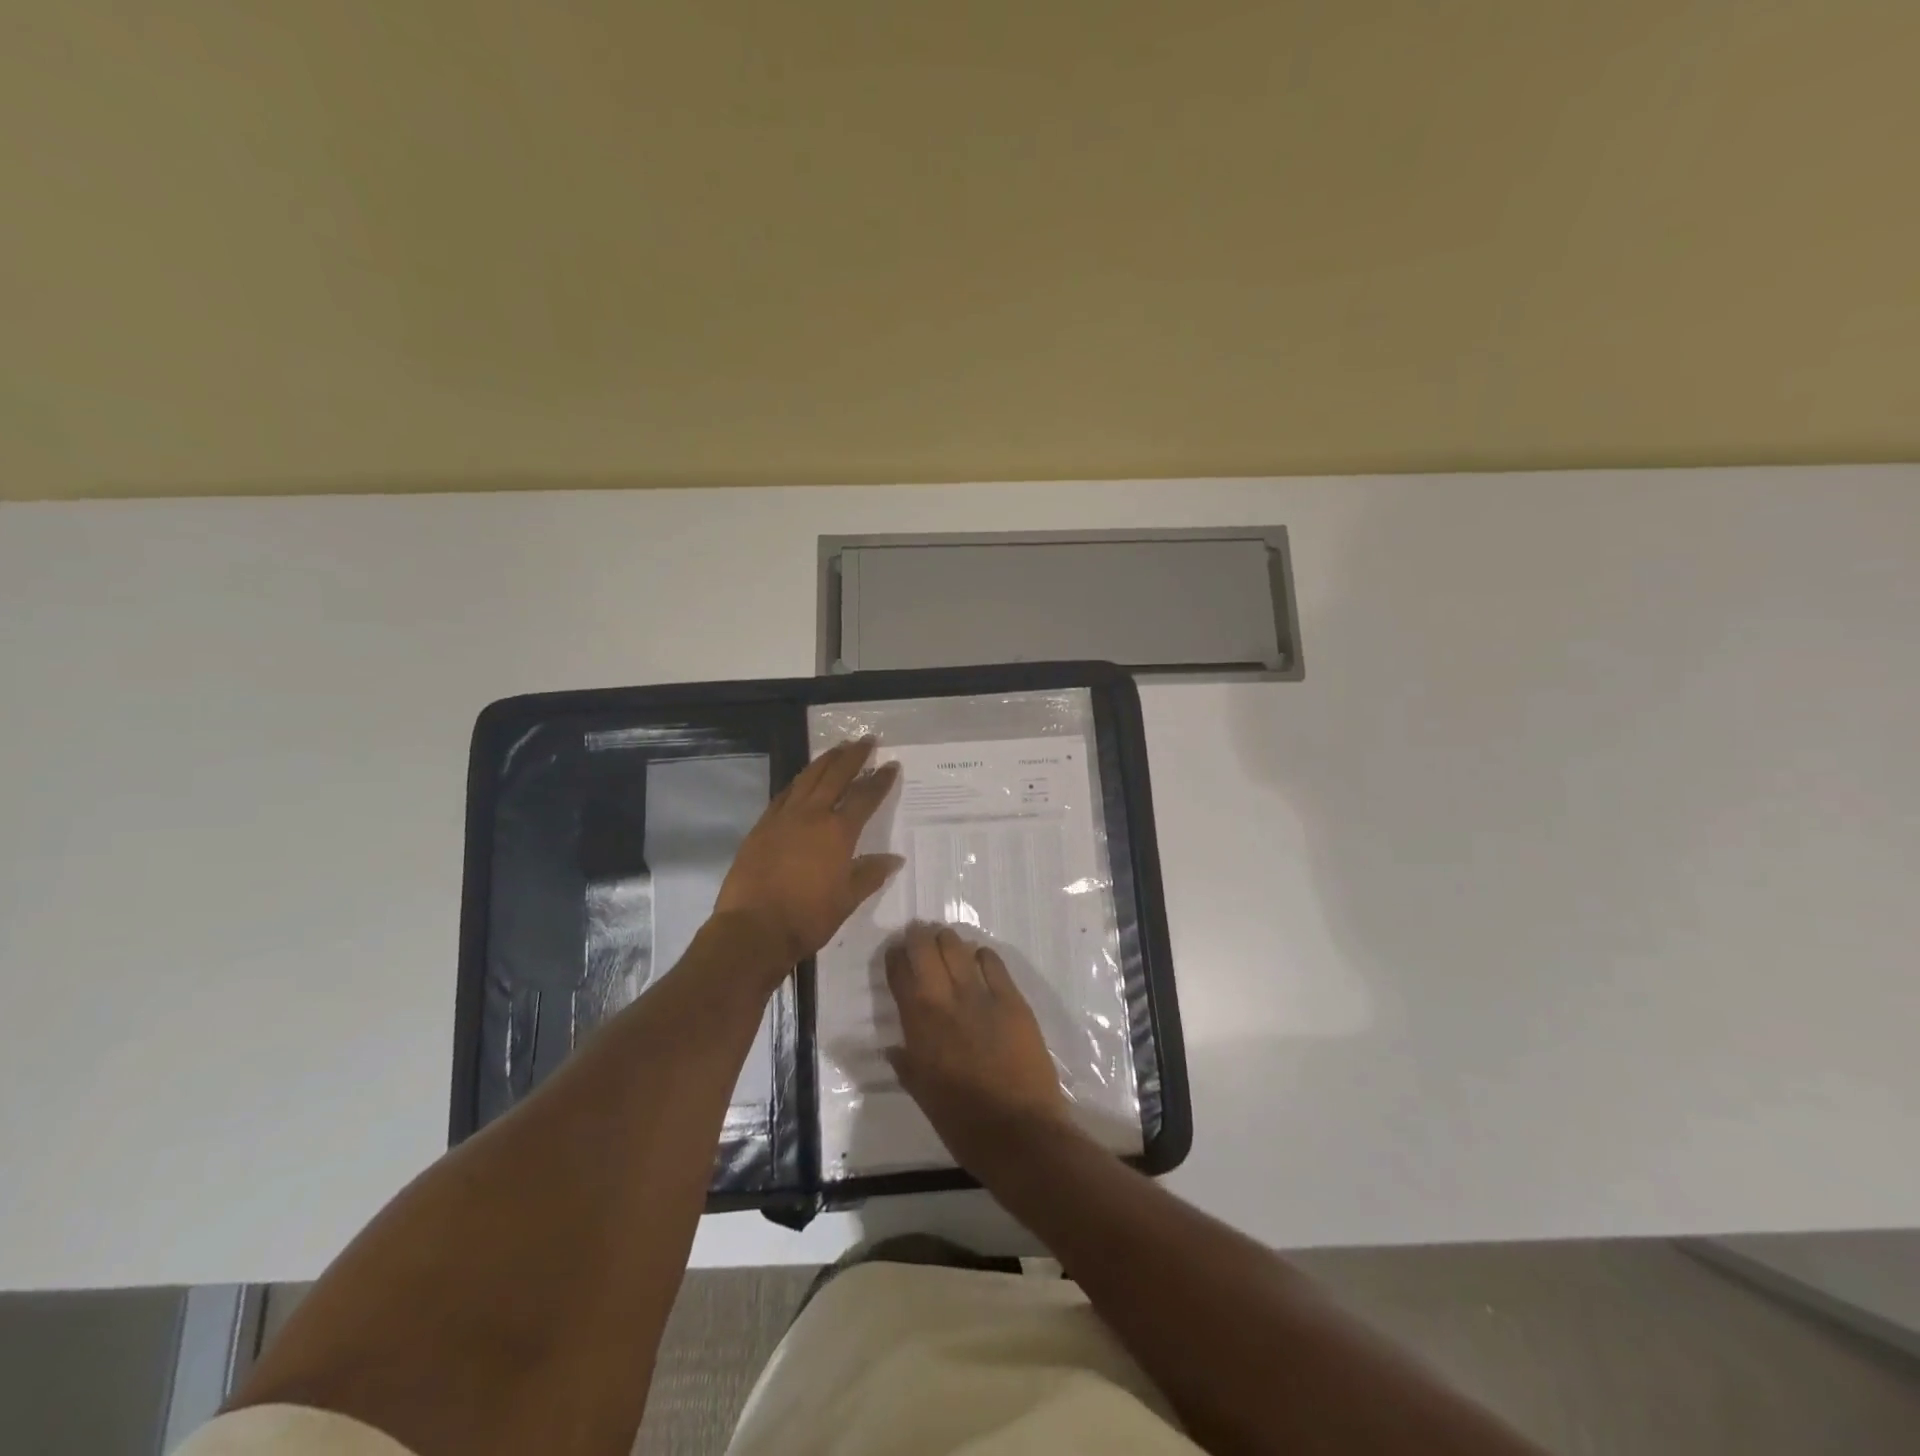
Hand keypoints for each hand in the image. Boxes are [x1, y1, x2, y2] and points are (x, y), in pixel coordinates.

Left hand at [713, 738, 901, 969]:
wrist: (753, 929)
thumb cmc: (807, 917)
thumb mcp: (847, 900)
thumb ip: (870, 874)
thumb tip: (894, 859)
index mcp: (838, 832)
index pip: (865, 797)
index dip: (880, 780)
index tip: (891, 765)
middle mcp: (812, 815)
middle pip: (835, 775)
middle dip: (853, 756)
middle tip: (866, 740)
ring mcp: (783, 817)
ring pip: (808, 778)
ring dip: (825, 760)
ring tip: (838, 748)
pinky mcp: (762, 826)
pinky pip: (785, 793)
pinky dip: (799, 781)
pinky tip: (803, 778)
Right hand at [884, 924, 1078, 1174]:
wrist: (1018, 1132)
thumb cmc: (963, 1123)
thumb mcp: (922, 1095)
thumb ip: (907, 1064)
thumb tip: (895, 1048)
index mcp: (918, 1024)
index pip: (899, 971)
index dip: (895, 956)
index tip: (896, 953)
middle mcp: (945, 999)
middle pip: (926, 947)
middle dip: (919, 937)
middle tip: (920, 937)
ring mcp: (981, 995)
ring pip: (957, 946)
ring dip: (948, 940)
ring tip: (947, 943)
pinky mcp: (1012, 998)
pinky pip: (993, 962)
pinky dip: (982, 956)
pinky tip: (980, 962)